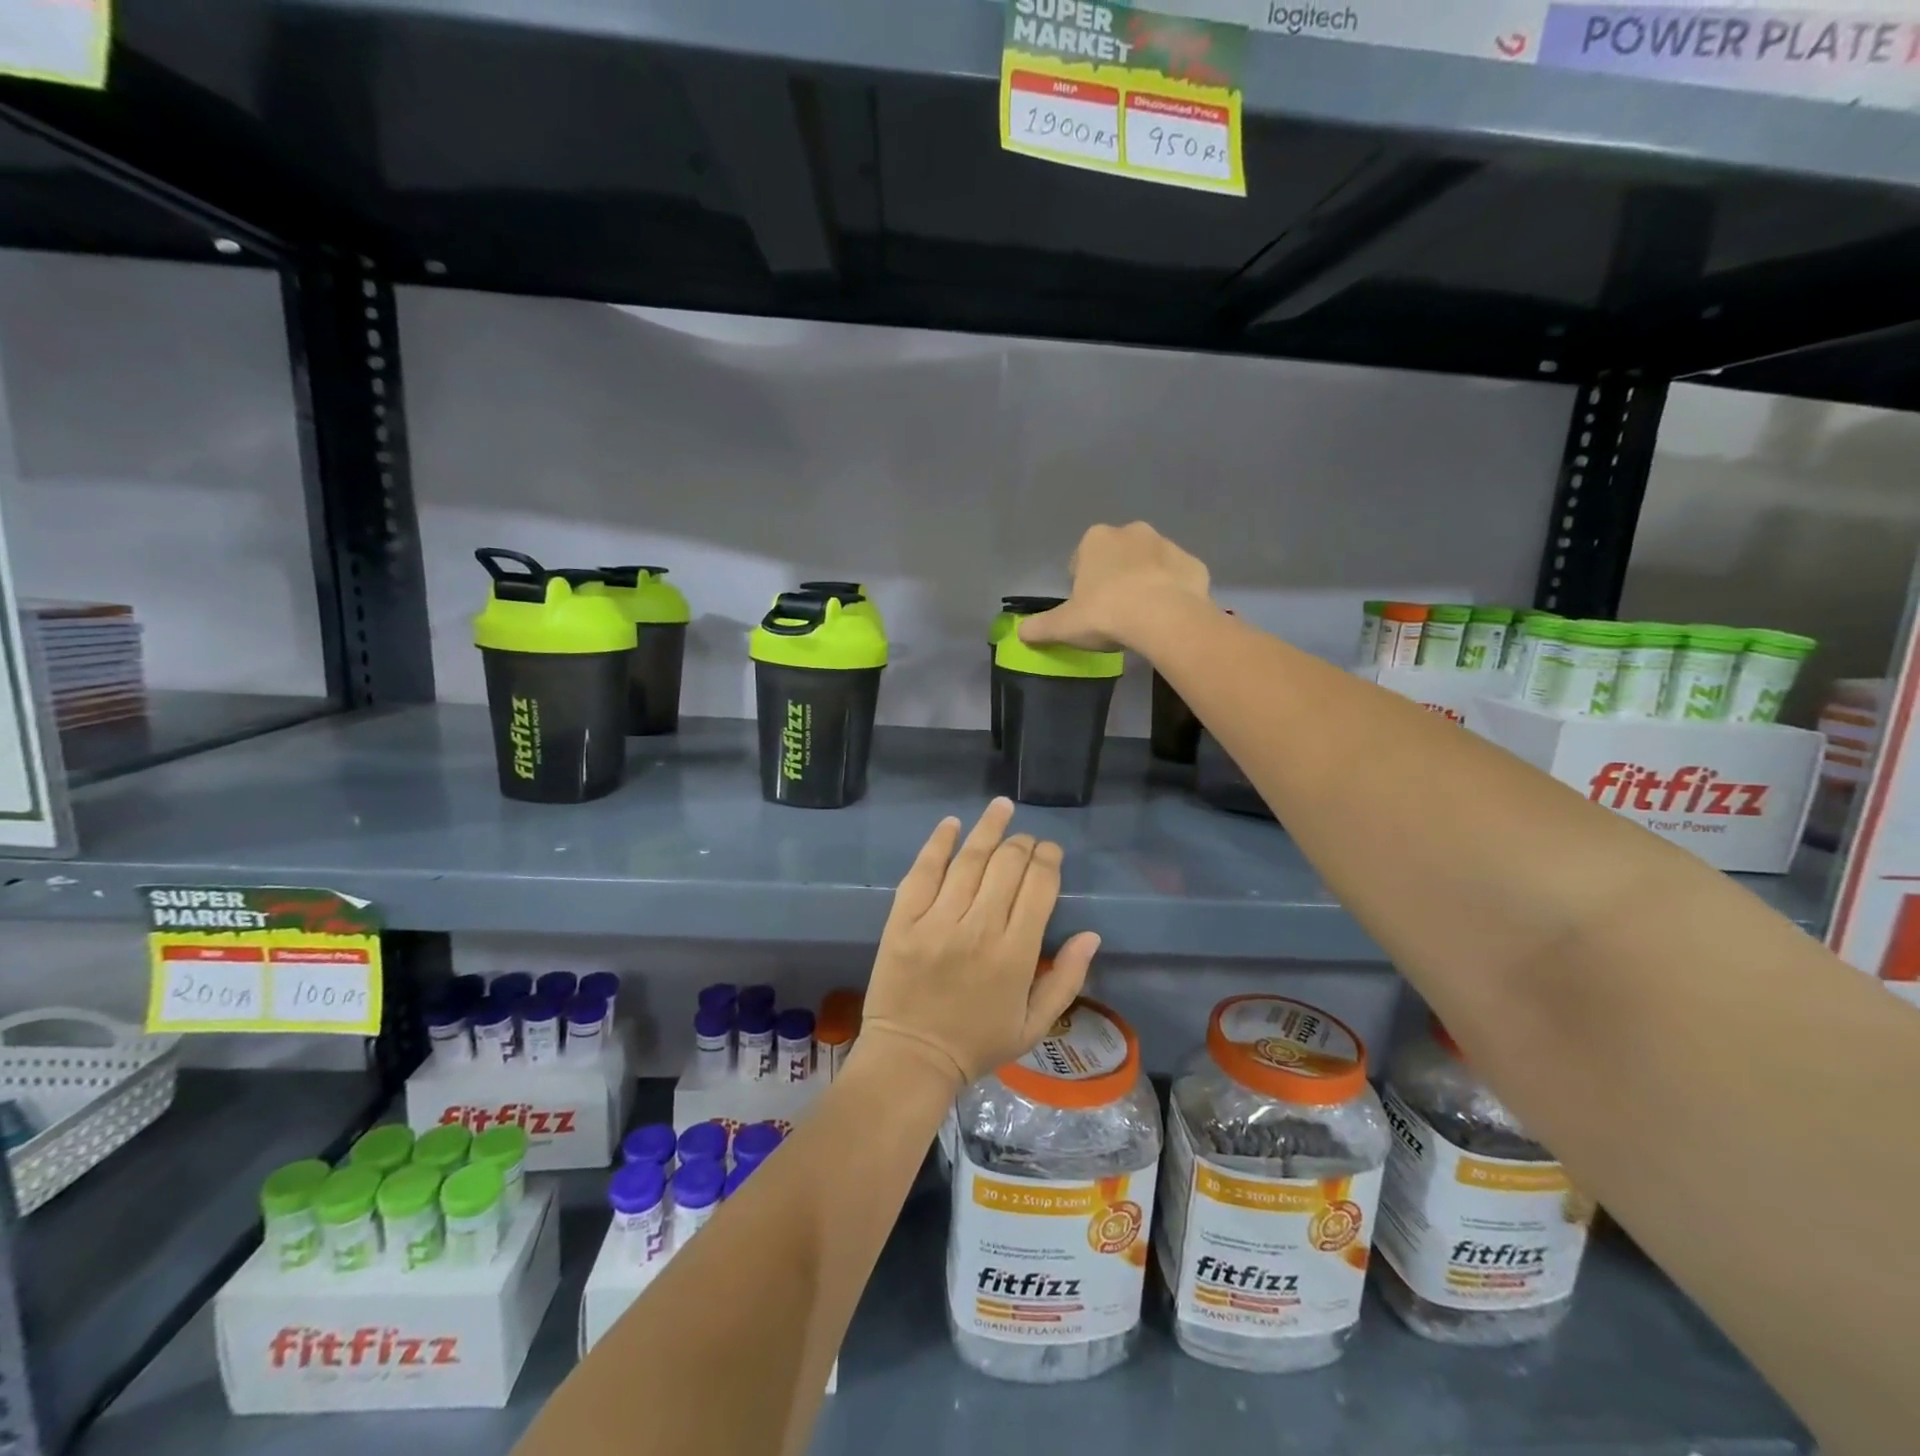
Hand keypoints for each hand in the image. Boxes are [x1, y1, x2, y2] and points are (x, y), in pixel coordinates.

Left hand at [859, 798, 1098, 1089]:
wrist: (910, 1059)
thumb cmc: (977, 1044)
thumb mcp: (1034, 1025)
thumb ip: (1067, 980)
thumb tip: (1091, 935)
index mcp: (1015, 955)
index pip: (1039, 887)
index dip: (1048, 860)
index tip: (1050, 852)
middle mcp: (978, 928)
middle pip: (1006, 866)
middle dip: (1023, 844)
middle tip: (1027, 838)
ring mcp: (937, 920)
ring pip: (969, 860)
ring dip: (989, 829)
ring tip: (1002, 807)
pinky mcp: (903, 919)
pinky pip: (923, 871)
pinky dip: (938, 844)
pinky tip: (952, 824)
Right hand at [1019, 521, 1210, 651]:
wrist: (1165, 618)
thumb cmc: (1107, 613)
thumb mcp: (1064, 626)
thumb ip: (1040, 627)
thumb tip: (1020, 632)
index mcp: (1096, 540)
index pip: (1082, 558)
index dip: (1082, 583)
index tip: (1086, 608)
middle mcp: (1132, 532)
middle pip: (1117, 556)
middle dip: (1115, 577)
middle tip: (1113, 612)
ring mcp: (1167, 545)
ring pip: (1149, 564)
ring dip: (1144, 582)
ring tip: (1141, 616)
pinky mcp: (1193, 564)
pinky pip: (1177, 577)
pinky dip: (1172, 592)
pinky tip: (1167, 616)